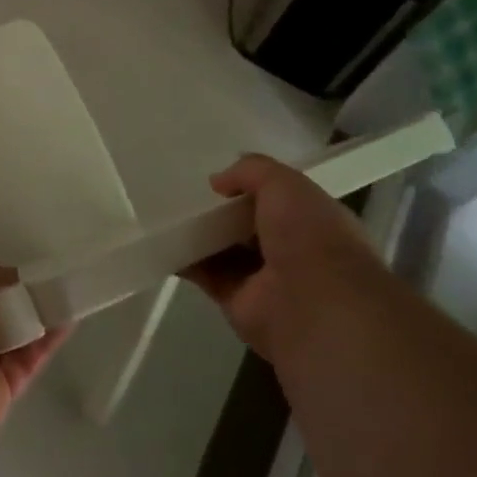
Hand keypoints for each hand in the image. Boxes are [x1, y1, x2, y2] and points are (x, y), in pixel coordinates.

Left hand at [0, 251, 69, 448]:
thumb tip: (13, 286)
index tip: (21, 270)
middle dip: (18, 294)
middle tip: (50, 280)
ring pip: (14, 331)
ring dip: (39, 313)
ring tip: (70, 291)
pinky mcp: (1, 389)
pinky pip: (29, 357)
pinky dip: (50, 337)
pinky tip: (71, 315)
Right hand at [181, 154, 373, 349]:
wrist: (313, 305)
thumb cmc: (310, 235)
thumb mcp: (285, 183)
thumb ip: (251, 171)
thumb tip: (219, 181)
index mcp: (313, 220)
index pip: (280, 199)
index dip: (251, 186)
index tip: (220, 178)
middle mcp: (291, 250)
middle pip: (247, 224)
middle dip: (221, 209)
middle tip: (185, 191)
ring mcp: (264, 278)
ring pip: (224, 248)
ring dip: (199, 233)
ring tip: (166, 210)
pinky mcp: (236, 300)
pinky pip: (205, 274)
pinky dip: (185, 259)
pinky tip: (162, 239)